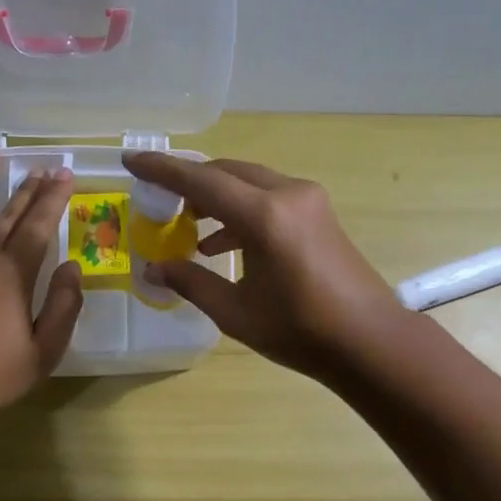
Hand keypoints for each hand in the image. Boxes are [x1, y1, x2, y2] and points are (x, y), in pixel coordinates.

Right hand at [121, 152, 404, 381]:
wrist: (369, 341)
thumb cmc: (301, 331)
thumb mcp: (236, 312)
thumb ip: (191, 283)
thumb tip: (152, 269)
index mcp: (265, 216)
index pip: (201, 181)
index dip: (162, 170)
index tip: (131, 160)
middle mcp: (287, 194)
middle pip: (226, 173)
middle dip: (189, 183)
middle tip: (157, 200)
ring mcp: (308, 200)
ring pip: (248, 182)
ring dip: (215, 198)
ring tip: (186, 225)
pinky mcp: (318, 213)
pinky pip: (268, 197)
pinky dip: (240, 212)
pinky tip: (220, 244)